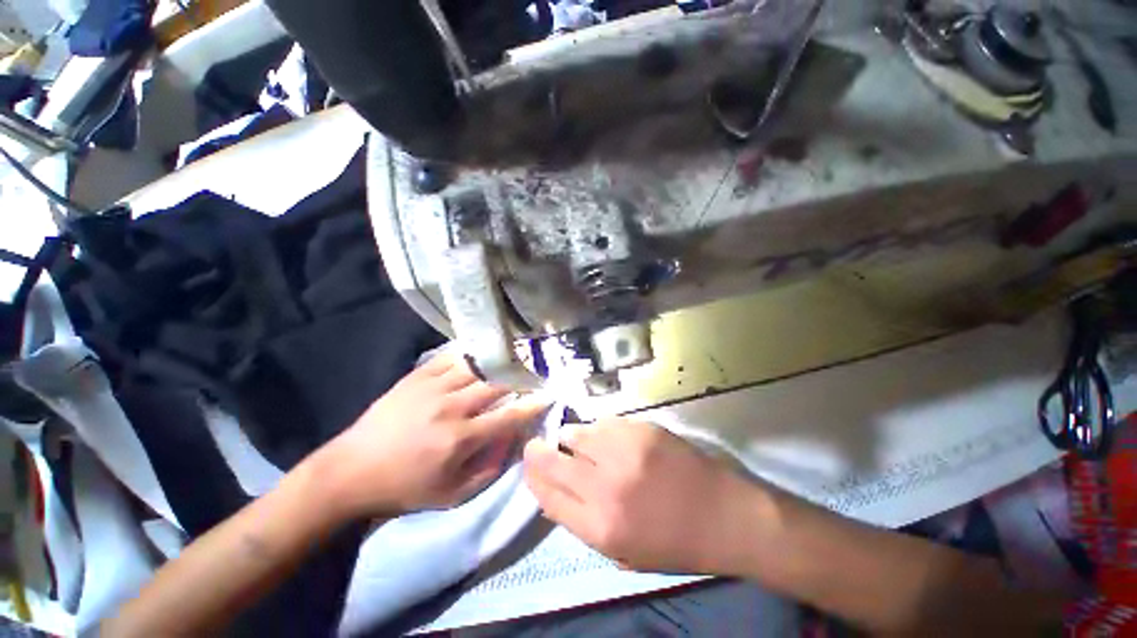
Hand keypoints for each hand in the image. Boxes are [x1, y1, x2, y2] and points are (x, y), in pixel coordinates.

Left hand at [317, 353, 549, 518]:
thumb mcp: (451, 495)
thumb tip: (512, 443)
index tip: (548, 395)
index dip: (533, 404)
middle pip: (497, 384)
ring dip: (497, 363)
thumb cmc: (404, 487)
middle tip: (531, 374)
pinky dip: (468, 355)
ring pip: (476, 366)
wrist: (351, 471)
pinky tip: (477, 354)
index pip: (509, 415)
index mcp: (461, 438)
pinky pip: (449, 358)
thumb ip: (488, 470)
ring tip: (510, 359)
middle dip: (520, 377)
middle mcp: (451, 408)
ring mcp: (432, 388)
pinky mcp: (416, 377)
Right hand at [523, 419, 770, 575]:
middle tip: (537, 444)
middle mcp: (605, 486)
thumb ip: (583, 521)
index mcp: (600, 526)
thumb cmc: (674, 542)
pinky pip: (604, 422)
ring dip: (571, 437)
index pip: (546, 494)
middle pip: (552, 459)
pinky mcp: (641, 429)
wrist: (724, 515)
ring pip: (577, 433)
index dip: (532, 477)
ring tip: (578, 440)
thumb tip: (554, 491)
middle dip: (538, 451)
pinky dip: (599, 429)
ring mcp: (624, 451)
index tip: (528, 466)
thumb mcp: (622, 552)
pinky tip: (607, 436)